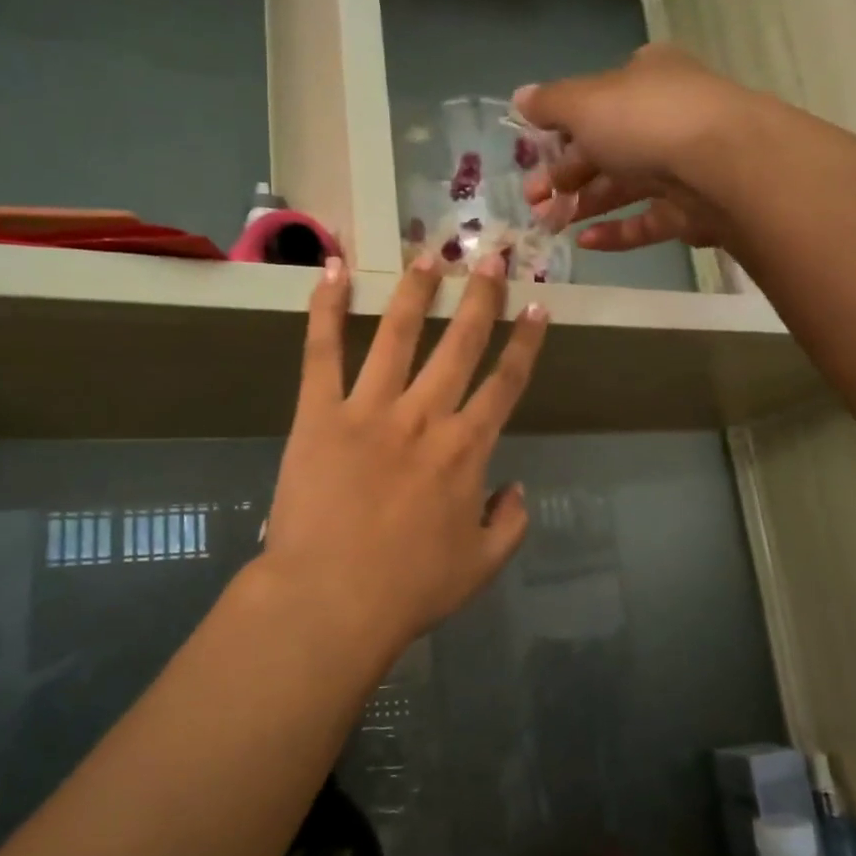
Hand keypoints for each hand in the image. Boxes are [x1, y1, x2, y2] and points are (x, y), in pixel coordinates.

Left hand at [259, 253, 549, 662]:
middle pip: (461, 345)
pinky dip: (325, 309)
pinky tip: (332, 270)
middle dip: (481, 297)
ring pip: (398, 336)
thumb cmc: (410, 589)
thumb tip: (517, 488)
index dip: (525, 342)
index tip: (537, 306)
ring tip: (429, 255)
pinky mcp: (318, 414)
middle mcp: (424, 416)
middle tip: (494, 256)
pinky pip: (321, 353)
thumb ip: (510, 523)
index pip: (506, 383)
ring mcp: (369, 410)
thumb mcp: (481, 566)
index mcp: (466, 449)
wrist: (331, 601)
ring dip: (417, 292)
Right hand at [517, 44, 771, 252]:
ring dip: (583, 204)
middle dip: (563, 174)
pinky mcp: (692, 209)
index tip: (531, 156)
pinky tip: (585, 243)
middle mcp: (664, 116)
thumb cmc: (646, 122)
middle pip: (605, 147)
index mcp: (644, 79)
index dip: (559, 128)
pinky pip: (646, 220)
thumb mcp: (585, 103)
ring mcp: (682, 164)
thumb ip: (550, 103)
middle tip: (533, 199)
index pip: (594, 102)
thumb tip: (520, 97)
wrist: (725, 166)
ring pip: (623, 186)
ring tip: (549, 224)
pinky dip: (615, 232)